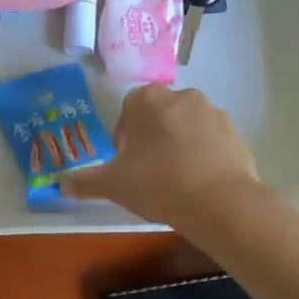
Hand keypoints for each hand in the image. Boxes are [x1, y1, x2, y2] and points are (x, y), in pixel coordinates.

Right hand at [64, 84, 259, 230]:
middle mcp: (183, 96)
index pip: (129, 107)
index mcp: (149, 100)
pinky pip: (212, 141)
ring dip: (180, 143)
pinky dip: (204, 155)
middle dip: (153, 136)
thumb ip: (86, 182)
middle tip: (148, 170)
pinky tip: (200, 183)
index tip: (126, 160)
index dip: (125, 134)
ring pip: (188, 126)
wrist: (220, 202)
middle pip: (160, 114)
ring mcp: (214, 113)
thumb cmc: (158, 183)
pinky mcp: (236, 133)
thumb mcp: (114, 185)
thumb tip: (61, 185)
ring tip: (176, 179)